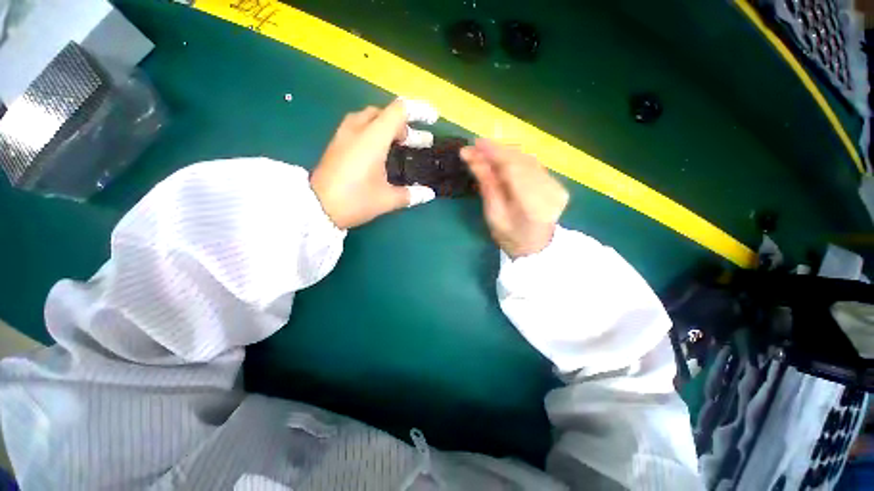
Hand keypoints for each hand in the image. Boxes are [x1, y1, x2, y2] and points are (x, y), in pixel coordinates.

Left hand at [310, 100, 436, 228]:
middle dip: (405, 125)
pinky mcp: (336, 144)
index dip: (419, 111)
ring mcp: (343, 135)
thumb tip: (428, 193)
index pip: (399, 111)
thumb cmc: (355, 201)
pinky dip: (374, 132)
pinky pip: (359, 127)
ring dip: (388, 126)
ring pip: (370, 118)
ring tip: (400, 143)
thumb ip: (411, 194)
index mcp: (373, 138)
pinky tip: (379, 151)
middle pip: (385, 113)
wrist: (317, 208)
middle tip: (417, 143)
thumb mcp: (387, 199)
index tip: (433, 120)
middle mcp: (357, 130)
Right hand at [461, 140, 568, 257]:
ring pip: (528, 160)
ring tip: (486, 153)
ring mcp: (557, 186)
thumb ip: (486, 183)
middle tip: (476, 147)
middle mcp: (550, 191)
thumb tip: (472, 157)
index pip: (513, 168)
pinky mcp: (557, 183)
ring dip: (506, 154)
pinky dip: (516, 160)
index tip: (475, 144)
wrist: (534, 248)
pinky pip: (534, 165)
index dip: (494, 153)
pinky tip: (503, 161)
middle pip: (522, 160)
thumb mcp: (493, 213)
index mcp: (533, 205)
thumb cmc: (509, 237)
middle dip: (497, 151)